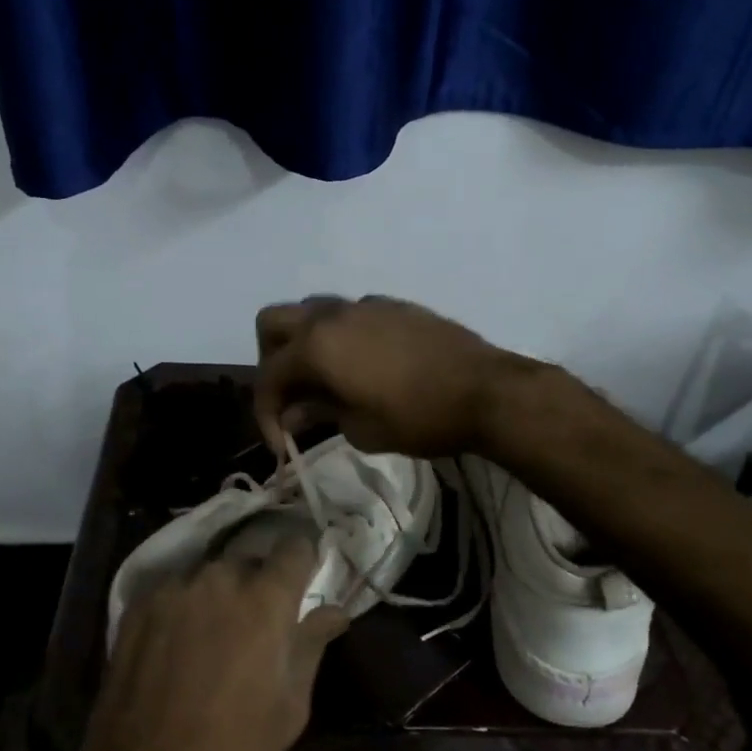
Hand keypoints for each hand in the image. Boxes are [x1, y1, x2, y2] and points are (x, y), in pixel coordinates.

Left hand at [66, 521, 345, 750]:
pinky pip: (175, 590)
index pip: (294, 546)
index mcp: (265, 598)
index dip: (302, 558)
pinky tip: (177, 645)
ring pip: (209, 574)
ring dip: (219, 594)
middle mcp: (219, 578)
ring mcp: (174, 588)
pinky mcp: (138, 604)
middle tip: (257, 622)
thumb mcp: (291, 705)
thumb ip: (313, 644)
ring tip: (213, 636)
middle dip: (258, 583)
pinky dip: (184, 606)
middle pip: (249, 560)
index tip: (303, 577)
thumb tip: (335, 611)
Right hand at [254, 295, 524, 456]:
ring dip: (303, 341)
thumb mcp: (361, 428)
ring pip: (311, 310)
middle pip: (273, 322)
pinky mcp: (392, 305)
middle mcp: (331, 315)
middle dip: (271, 360)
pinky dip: (340, 336)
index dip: (265, 413)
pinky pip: (349, 313)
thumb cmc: (419, 417)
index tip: (281, 445)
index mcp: (316, 346)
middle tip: (291, 395)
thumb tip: (293, 414)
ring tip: (323, 378)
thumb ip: (319, 413)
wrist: (486, 390)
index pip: (269, 376)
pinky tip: (363, 365)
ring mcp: (364, 305)